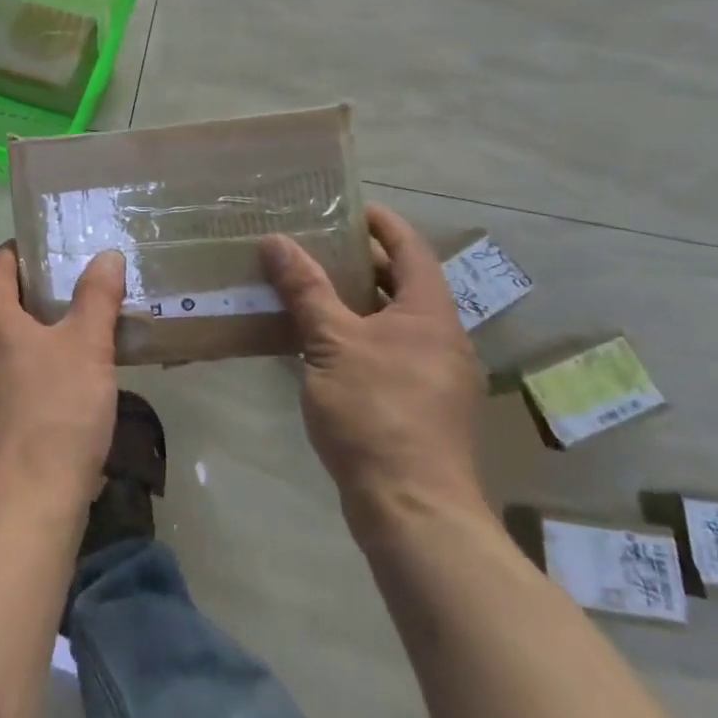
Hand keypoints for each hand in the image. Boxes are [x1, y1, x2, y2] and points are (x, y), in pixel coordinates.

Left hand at [0, 243, 124, 519]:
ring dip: (23, 333)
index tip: (43, 247)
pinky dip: (22, 368)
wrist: (25, 504)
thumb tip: (106, 256)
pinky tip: (55, 386)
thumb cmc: (56, 412)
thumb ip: (97, 296)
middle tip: (64, 287)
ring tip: (65, 334)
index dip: (15, 252)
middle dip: (23, 292)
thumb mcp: (88, 346)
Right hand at [261, 205, 486, 543]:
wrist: (414, 511)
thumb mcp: (331, 343)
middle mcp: (441, 338)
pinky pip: (387, 352)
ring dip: (354, 301)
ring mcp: (434, 375)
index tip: (346, 206)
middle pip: (402, 283)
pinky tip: (318, 344)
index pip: (410, 248)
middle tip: (313, 244)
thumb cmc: (377, 413)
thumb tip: (276, 241)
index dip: (381, 222)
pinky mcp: (421, 407)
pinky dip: (357, 336)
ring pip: (393, 321)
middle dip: (359, 261)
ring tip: (307, 287)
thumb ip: (305, 290)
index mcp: (429, 314)